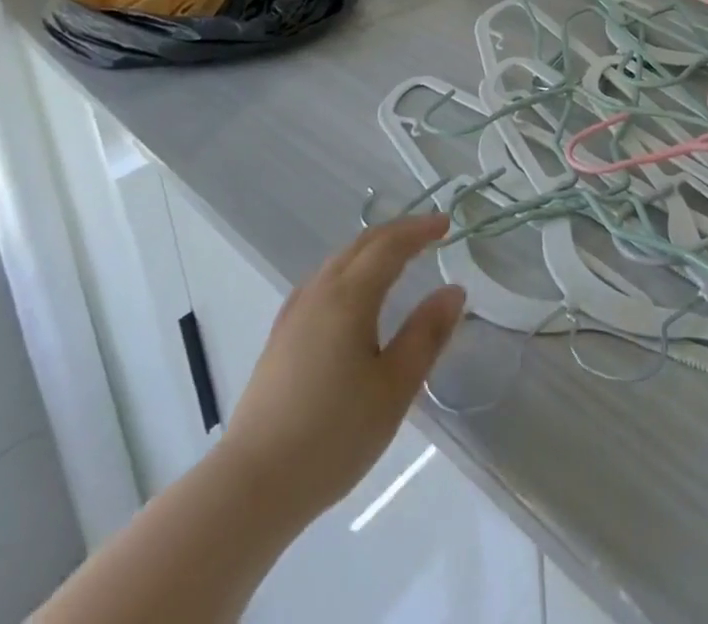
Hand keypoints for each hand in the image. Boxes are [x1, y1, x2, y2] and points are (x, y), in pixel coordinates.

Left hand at [217, 213, 464, 529]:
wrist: (253, 484)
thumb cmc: (333, 435)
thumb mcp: (394, 388)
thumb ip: (426, 334)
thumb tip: (454, 291)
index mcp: (350, 297)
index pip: (390, 246)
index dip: (419, 230)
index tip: (446, 223)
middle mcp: (320, 292)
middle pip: (361, 245)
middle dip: (397, 232)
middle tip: (428, 233)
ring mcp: (295, 313)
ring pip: (338, 261)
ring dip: (371, 249)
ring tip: (396, 257)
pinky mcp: (280, 337)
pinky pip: (321, 281)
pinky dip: (348, 269)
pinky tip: (349, 293)